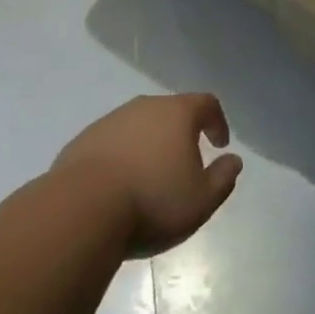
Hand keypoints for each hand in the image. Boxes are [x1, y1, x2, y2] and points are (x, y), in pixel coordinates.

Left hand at [54, 94, 243, 257]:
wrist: (81, 210)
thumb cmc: (152, 201)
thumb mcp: (201, 200)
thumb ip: (223, 178)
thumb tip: (233, 161)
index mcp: (177, 113)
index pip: (206, 103)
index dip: (217, 121)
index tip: (220, 144)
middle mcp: (144, 107)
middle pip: (171, 111)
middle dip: (182, 133)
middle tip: (186, 162)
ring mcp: (111, 121)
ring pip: (140, 126)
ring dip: (150, 144)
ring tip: (151, 177)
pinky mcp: (84, 140)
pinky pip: (113, 142)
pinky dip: (123, 156)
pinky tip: (120, 185)